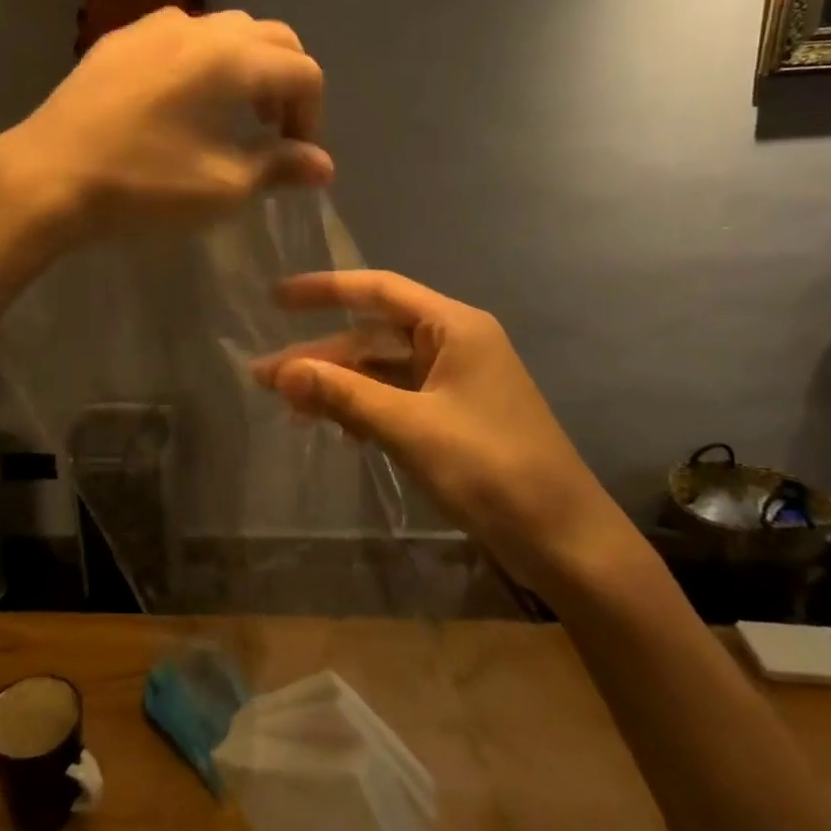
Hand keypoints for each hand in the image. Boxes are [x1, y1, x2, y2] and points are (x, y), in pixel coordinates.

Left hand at [0, 9, 332, 243]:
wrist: (45, 177)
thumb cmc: (143, 185)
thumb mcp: (222, 187)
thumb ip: (279, 167)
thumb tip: (322, 164)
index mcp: (232, 58)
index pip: (302, 71)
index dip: (312, 115)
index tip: (297, 158)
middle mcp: (198, 27)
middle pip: (270, 38)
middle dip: (285, 81)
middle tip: (273, 130)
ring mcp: (151, 27)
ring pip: (223, 30)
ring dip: (245, 66)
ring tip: (230, 114)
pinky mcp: (117, 41)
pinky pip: (179, 37)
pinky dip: (202, 61)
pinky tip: (180, 103)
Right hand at [251, 270, 628, 580]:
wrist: (566, 541)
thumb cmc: (491, 469)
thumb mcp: (409, 428)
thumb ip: (343, 394)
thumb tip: (280, 371)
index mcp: (454, 327)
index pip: (378, 290)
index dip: (324, 290)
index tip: (276, 299)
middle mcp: (455, 344)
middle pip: (374, 336)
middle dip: (321, 355)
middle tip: (265, 377)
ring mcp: (456, 383)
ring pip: (382, 371)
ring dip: (339, 386)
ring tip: (289, 409)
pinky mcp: (454, 418)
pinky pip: (397, 400)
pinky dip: (364, 410)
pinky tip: (337, 431)